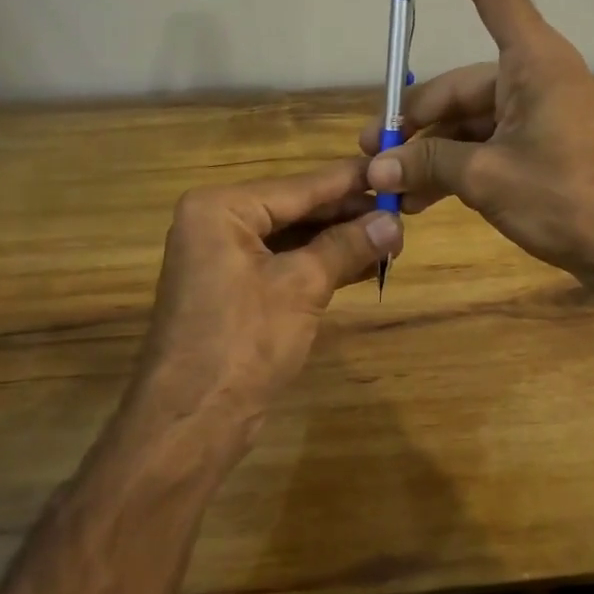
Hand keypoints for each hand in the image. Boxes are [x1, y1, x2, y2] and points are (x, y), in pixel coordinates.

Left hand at [133, 159, 401, 436]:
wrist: (191, 422)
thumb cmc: (243, 342)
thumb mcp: (302, 286)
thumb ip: (347, 246)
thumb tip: (394, 222)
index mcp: (221, 208)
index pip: (300, 186)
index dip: (351, 182)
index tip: (395, 171)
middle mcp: (217, 222)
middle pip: (296, 209)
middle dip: (348, 216)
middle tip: (402, 215)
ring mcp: (223, 257)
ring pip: (293, 237)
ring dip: (340, 241)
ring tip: (392, 240)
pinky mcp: (234, 288)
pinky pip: (284, 263)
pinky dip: (321, 264)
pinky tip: (364, 265)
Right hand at [357, 0, 593, 290]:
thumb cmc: (569, 200)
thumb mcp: (489, 179)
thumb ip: (429, 164)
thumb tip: (376, 167)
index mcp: (532, 60)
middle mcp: (534, 75)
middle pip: (459, 82)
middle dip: (414, 119)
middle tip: (374, 153)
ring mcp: (537, 111)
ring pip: (468, 118)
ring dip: (430, 150)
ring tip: (393, 187)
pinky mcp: (540, 143)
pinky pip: (485, 141)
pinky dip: (455, 164)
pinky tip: (422, 198)